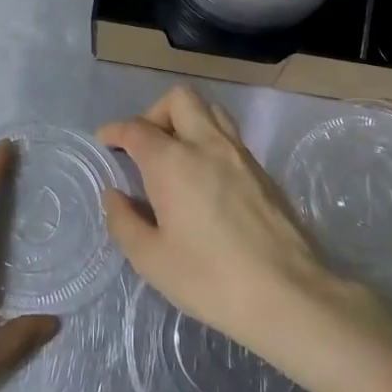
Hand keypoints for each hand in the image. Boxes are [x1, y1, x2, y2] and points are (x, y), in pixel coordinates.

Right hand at [98, 86, 370, 367]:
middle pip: (179, 99)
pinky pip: (229, 135)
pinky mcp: (262, 170)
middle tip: (144, 146)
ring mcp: (240, 153)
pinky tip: (205, 177)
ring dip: (186, 120)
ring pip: (210, 110)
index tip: (105, 141)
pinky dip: (209, 140)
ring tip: (175, 154)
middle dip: (154, 113)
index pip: (137, 128)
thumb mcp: (152, 260)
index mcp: (173, 162)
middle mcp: (207, 144)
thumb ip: (124, 221)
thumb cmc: (209, 279)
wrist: (287, 293)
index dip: (115, 130)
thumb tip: (115, 195)